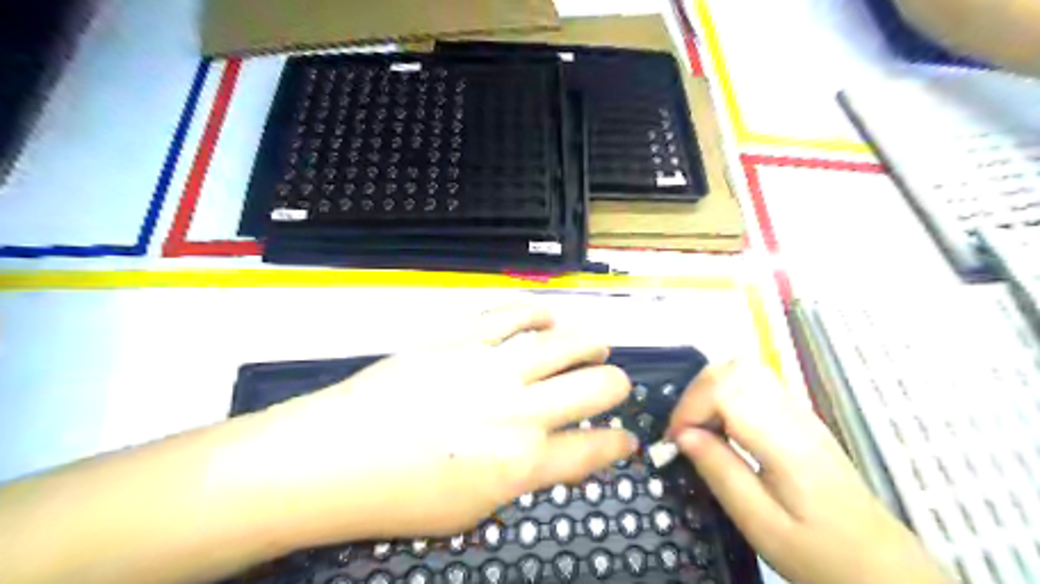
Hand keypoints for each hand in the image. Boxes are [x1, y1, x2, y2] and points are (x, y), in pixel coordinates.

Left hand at [243, 306, 637, 551]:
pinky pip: (513, 314)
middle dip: (616, 386)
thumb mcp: (474, 509)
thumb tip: (552, 452)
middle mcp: (520, 410)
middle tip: (613, 384)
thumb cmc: (401, 497)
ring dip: (589, 343)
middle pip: (594, 388)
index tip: (627, 437)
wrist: (335, 457)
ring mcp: (491, 367)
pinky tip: (547, 316)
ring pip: (564, 343)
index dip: (618, 443)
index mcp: (522, 462)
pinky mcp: (462, 338)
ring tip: (594, 345)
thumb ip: (522, 478)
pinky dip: (538, 313)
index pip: (592, 450)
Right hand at [666, 364, 947, 583]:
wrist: (882, 566)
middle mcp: (793, 415)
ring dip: (710, 390)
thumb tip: (682, 436)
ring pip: (744, 369)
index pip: (725, 390)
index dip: (690, 408)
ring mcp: (800, 412)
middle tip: (684, 432)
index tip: (675, 441)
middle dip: (695, 393)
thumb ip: (720, 473)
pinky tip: (724, 427)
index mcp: (785, 442)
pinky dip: (726, 394)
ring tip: (700, 427)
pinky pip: (755, 383)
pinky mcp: (800, 417)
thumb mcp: (761, 525)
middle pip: (733, 369)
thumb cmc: (820, 552)